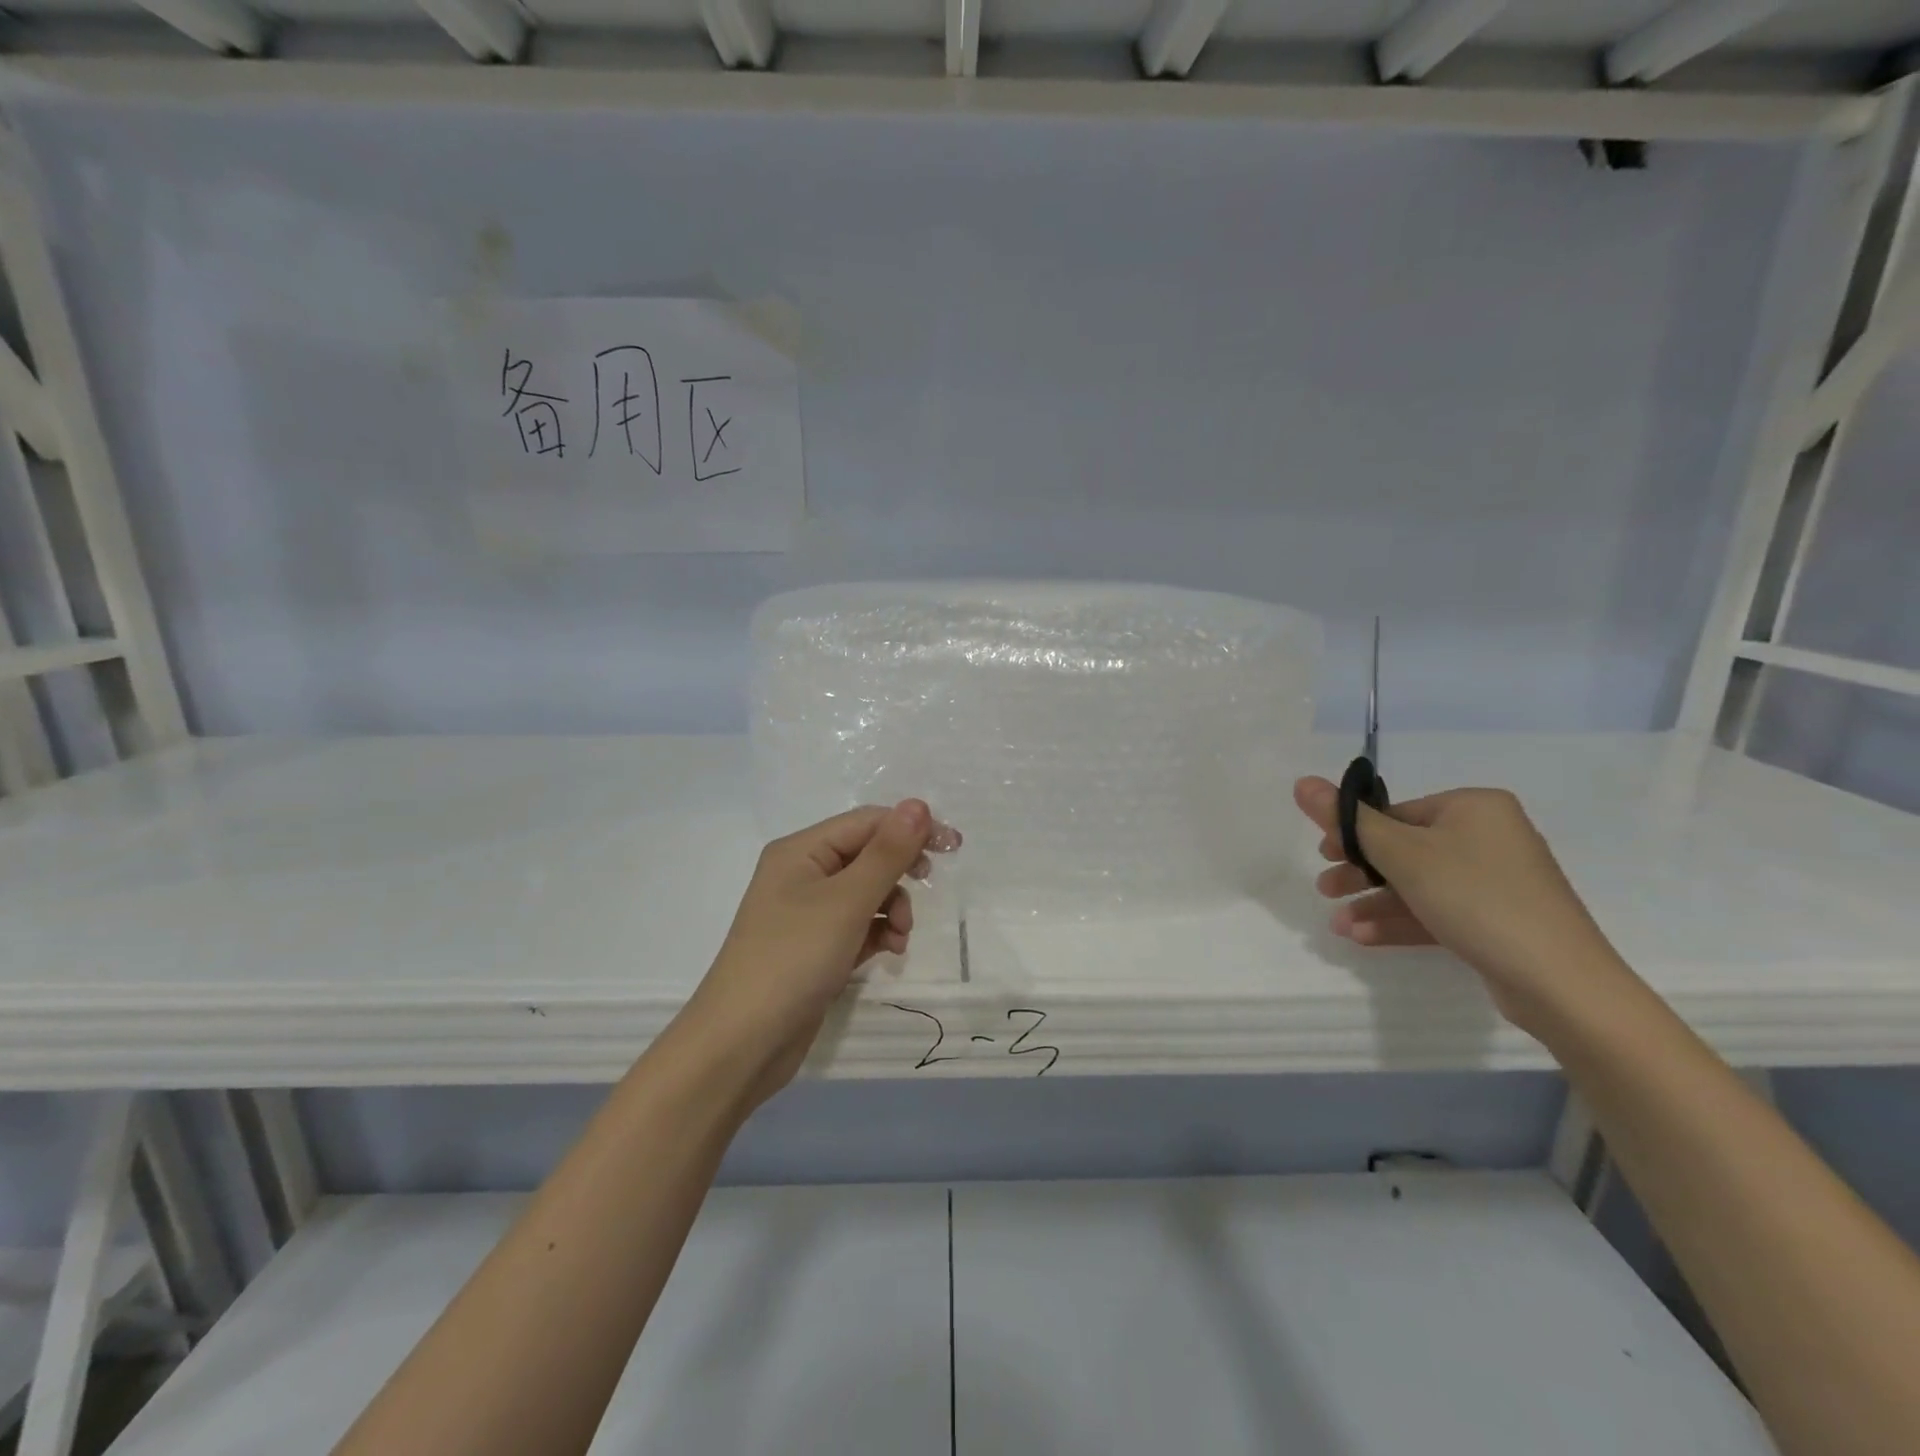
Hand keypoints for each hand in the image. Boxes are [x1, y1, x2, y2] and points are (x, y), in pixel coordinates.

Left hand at [685, 801, 959, 1100]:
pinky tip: (888, 951)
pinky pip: (857, 924)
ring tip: (899, 936)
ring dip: (892, 907)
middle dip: (899, 872)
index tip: (953, 848)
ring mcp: (807, 913)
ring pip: (867, 892)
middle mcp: (802, 873)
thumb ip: (887, 853)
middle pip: (867, 855)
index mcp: (801, 850)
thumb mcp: (846, 902)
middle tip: (927, 885)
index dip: (910, 828)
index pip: (867, 822)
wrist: (742, 1043)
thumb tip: (919, 804)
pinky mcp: (815, 947)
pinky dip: (877, 932)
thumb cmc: (793, 959)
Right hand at [1292, 776, 1635, 1033]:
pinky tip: (1364, 937)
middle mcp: (1489, 836)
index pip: (1397, 813)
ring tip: (1337, 926)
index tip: (1324, 858)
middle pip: (1405, 848)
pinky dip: (1401, 921)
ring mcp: (1497, 881)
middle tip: (1325, 890)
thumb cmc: (1475, 898)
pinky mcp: (1499, 920)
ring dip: (1374, 903)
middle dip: (1360, 873)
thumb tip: (1302, 781)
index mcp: (1473, 807)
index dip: (1354, 835)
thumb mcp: (1401, 854)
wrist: (1560, 982)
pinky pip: (1439, 910)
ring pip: (1418, 884)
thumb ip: (1348, 820)